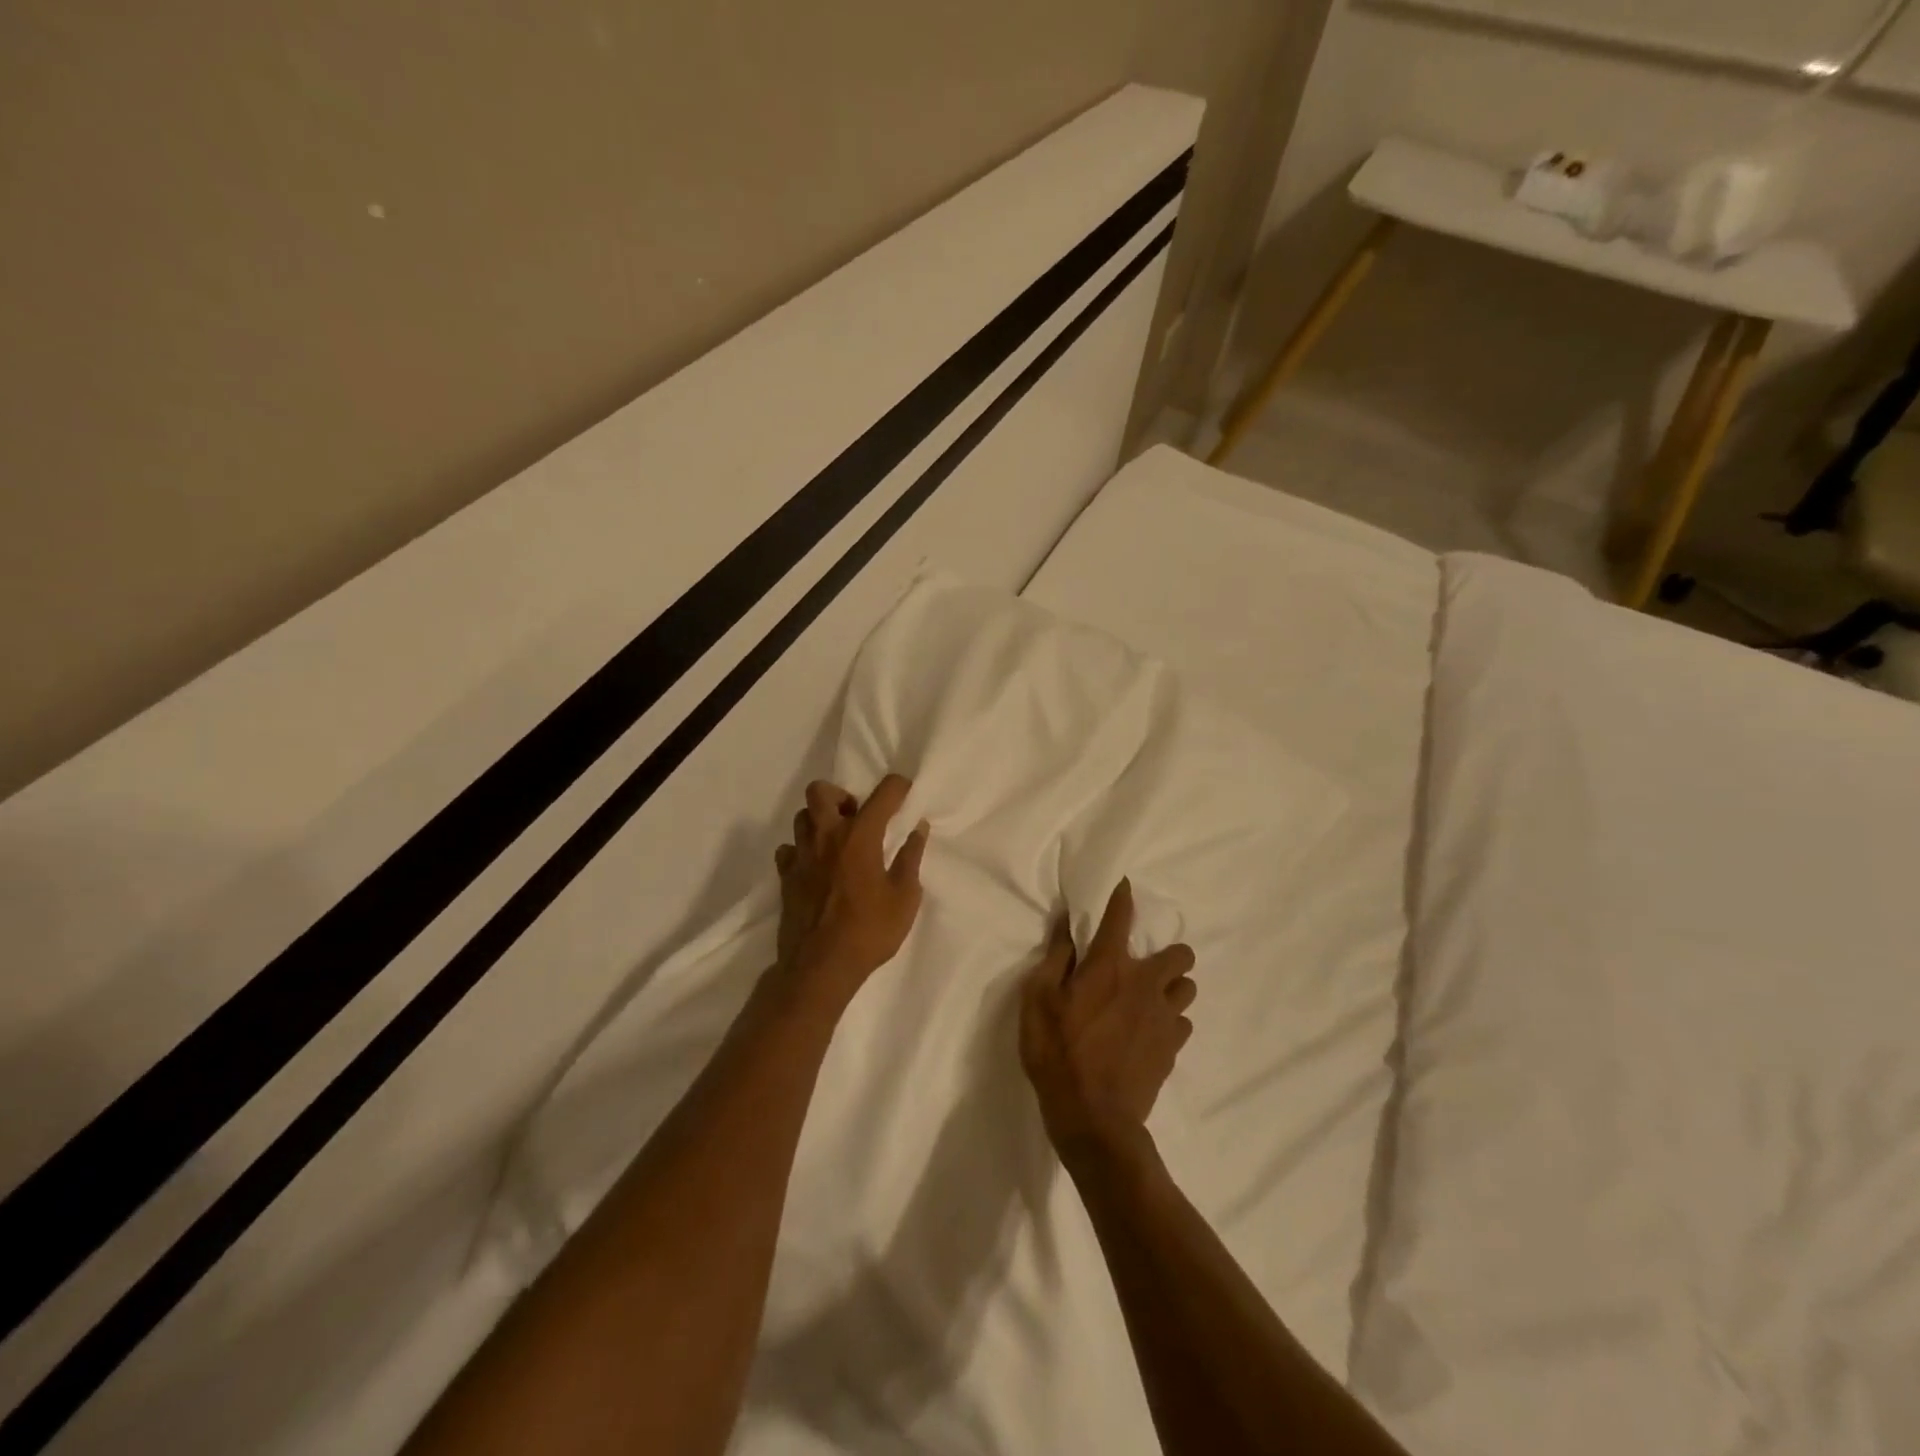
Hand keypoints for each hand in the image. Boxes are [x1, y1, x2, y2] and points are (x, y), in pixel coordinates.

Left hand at [773, 774, 928, 1013]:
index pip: (883, 794)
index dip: (898, 787)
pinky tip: (816, 866)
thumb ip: (910, 858)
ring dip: (820, 821)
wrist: (820, 967)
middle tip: (857, 818)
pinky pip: (788, 849)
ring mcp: (801, 856)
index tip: (905, 792)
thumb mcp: (905, 898)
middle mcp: (826, 836)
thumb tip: (918, 829)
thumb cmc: (869, 931)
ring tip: (837, 842)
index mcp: (860, 836)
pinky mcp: (785, 877)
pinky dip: (802, 850)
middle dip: (841, 796)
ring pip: (802, 817)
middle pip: (820, 791)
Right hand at [1019, 878, 1196, 1159]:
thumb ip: (1055, 957)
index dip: (1122, 895)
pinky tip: (1150, 1030)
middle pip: (1180, 953)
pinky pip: (1183, 1021)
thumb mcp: (1037, 1001)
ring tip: (1149, 997)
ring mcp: (1165, 1017)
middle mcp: (1146, 983)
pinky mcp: (1173, 1048)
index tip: (1124, 885)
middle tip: (1142, 964)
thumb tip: (1067, 923)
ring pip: (1187, 987)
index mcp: (1110, 966)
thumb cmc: (1057, 1053)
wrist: (1094, 1120)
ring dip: (1173, 986)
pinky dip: (1170, 1019)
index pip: (1120, 916)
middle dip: (1167, 952)